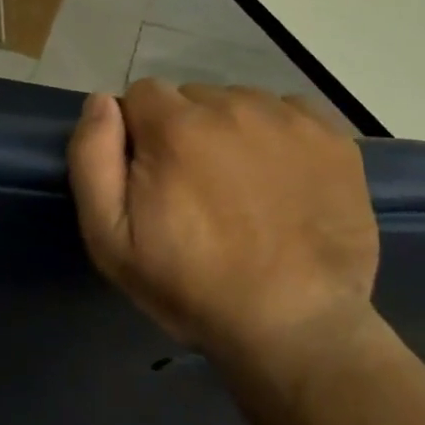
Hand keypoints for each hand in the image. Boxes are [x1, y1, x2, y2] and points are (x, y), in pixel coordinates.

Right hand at [67, 79, 379, 361]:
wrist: (298, 330)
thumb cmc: (194, 287)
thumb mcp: (111, 239)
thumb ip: (92, 158)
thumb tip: (102, 101)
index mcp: (176, 126)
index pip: (143, 94)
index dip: (142, 134)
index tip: (156, 177)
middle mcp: (233, 105)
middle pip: (193, 98)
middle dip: (187, 131)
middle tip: (201, 190)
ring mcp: (288, 119)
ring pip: (241, 103)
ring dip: (233, 133)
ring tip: (246, 190)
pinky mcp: (332, 137)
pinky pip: (290, 113)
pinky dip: (280, 137)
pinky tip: (284, 181)